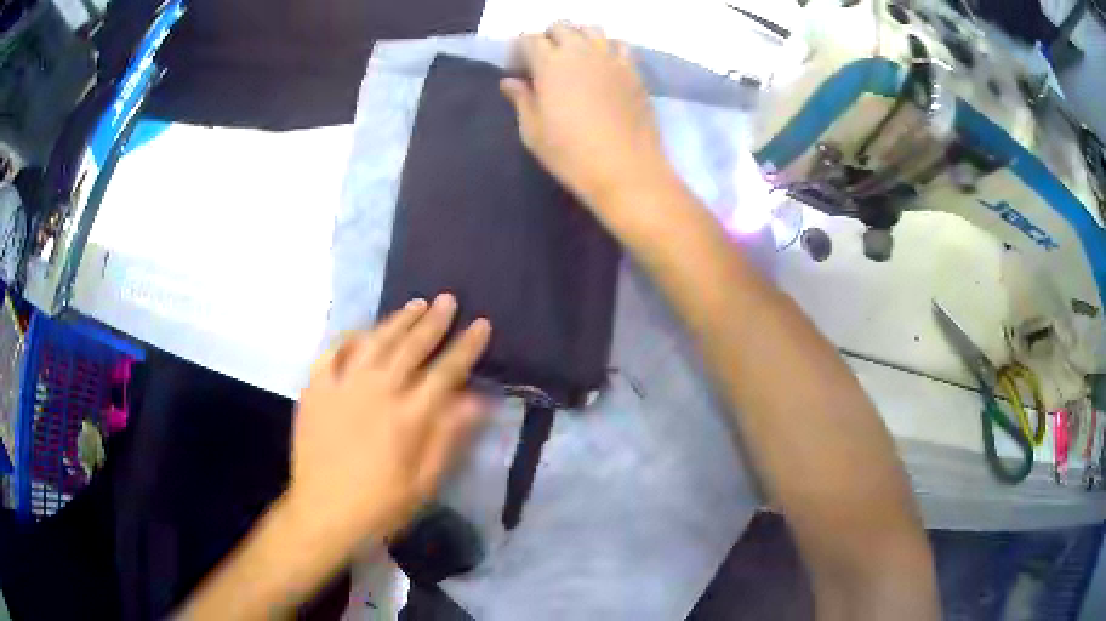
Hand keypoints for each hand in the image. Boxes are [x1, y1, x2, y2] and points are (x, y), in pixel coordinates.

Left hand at [287, 294, 491, 543]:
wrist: (323, 512)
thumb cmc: (380, 504)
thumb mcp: (424, 482)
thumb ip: (448, 437)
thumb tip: (476, 400)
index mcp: (408, 416)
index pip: (446, 371)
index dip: (466, 346)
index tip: (481, 324)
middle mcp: (377, 391)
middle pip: (411, 347)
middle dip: (434, 321)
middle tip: (448, 299)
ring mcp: (342, 386)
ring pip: (375, 341)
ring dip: (397, 320)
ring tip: (415, 304)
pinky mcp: (316, 389)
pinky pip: (333, 352)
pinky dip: (349, 338)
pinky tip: (361, 332)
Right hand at [500, 24, 673, 211]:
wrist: (626, 169)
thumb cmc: (571, 154)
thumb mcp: (533, 131)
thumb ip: (521, 100)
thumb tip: (510, 81)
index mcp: (550, 63)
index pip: (530, 39)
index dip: (520, 51)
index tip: (518, 70)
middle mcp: (581, 51)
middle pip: (561, 27)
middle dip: (548, 39)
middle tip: (544, 63)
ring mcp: (611, 58)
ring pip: (591, 29)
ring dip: (578, 37)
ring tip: (574, 60)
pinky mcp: (633, 71)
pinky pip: (619, 45)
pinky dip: (607, 47)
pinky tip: (603, 66)